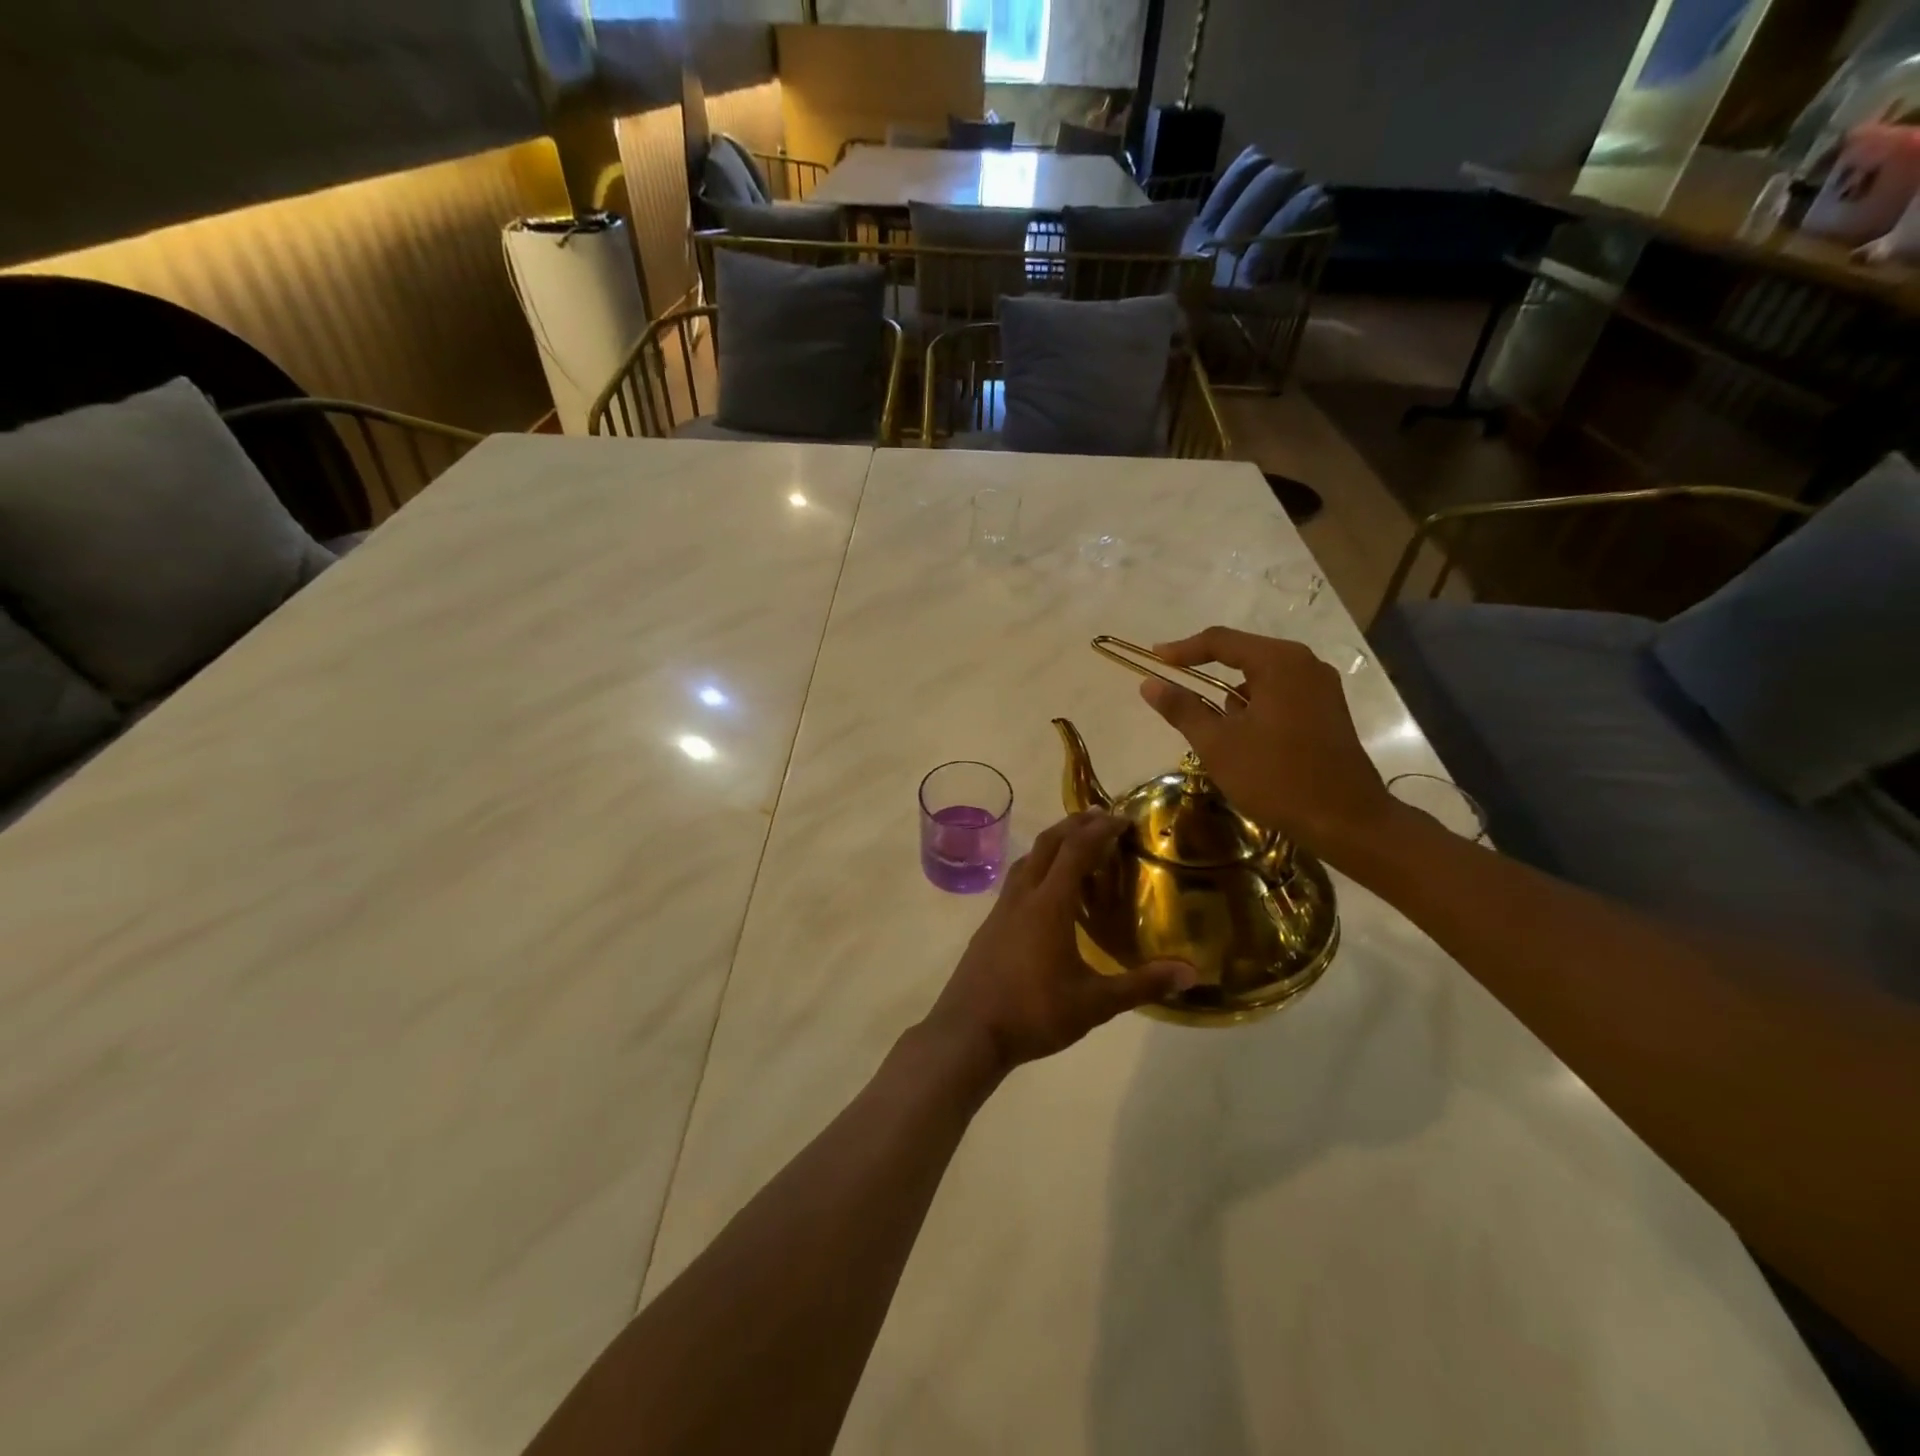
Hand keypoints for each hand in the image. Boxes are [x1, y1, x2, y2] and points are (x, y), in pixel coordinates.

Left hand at [920, 811, 1194, 1079]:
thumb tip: (1190, 973)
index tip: (1122, 818)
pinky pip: (1016, 883)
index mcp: (1049, 904)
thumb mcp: (1095, 1004)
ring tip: (1074, 847)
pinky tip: (1045, 895)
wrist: (968, 1032)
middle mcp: (1022, 897)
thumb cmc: (1034, 1013)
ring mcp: (1000, 911)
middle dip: (1074, 825)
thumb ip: (1141, 985)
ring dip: (1051, 845)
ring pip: (1026, 861)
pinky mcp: (989, 927)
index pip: (1076, 851)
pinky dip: (1036, 870)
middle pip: (1046, 844)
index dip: (1100, 830)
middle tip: (1100, 818)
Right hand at [1139, 627, 1399, 867]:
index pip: (1220, 641)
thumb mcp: (1217, 744)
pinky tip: (1247, 739)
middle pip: (1244, 654)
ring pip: (1263, 677)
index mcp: (1279, 663)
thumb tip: (1149, 683)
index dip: (1182, 649)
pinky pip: (1282, 694)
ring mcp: (1323, 687)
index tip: (1154, 659)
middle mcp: (1306, 664)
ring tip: (1215, 729)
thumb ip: (1182, 709)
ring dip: (1234, 694)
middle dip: (1208, 671)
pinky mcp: (1329, 711)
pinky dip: (1257, 706)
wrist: (1346, 820)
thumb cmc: (1276, 778)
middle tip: (1176, 685)